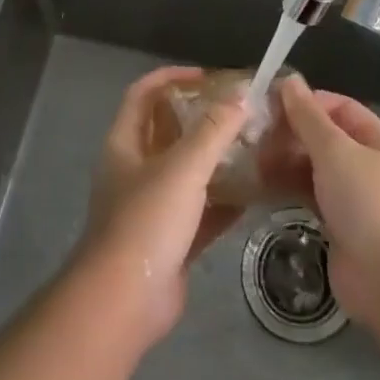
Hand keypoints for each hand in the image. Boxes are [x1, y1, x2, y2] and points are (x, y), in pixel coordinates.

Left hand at [78, 66, 250, 347]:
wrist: (124, 303)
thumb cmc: (146, 222)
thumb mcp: (183, 167)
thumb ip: (214, 130)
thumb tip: (243, 96)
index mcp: (125, 144)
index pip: (144, 94)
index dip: (172, 78)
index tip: (208, 76)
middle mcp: (135, 170)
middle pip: (168, 131)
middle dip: (201, 118)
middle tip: (240, 111)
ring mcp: (151, 208)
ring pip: (187, 172)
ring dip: (216, 159)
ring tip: (253, 145)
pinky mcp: (170, 241)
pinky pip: (201, 211)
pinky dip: (224, 200)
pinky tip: (255, 193)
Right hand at [274, 75, 379, 322]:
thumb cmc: (369, 202)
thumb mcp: (336, 151)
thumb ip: (308, 117)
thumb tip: (290, 80)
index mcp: (377, 139)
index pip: (338, 107)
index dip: (305, 102)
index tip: (268, 104)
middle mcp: (368, 164)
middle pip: (324, 138)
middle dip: (290, 134)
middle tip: (251, 135)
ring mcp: (354, 197)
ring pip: (314, 168)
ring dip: (285, 162)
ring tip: (249, 160)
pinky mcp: (339, 226)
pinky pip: (310, 197)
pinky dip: (288, 189)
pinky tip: (260, 186)